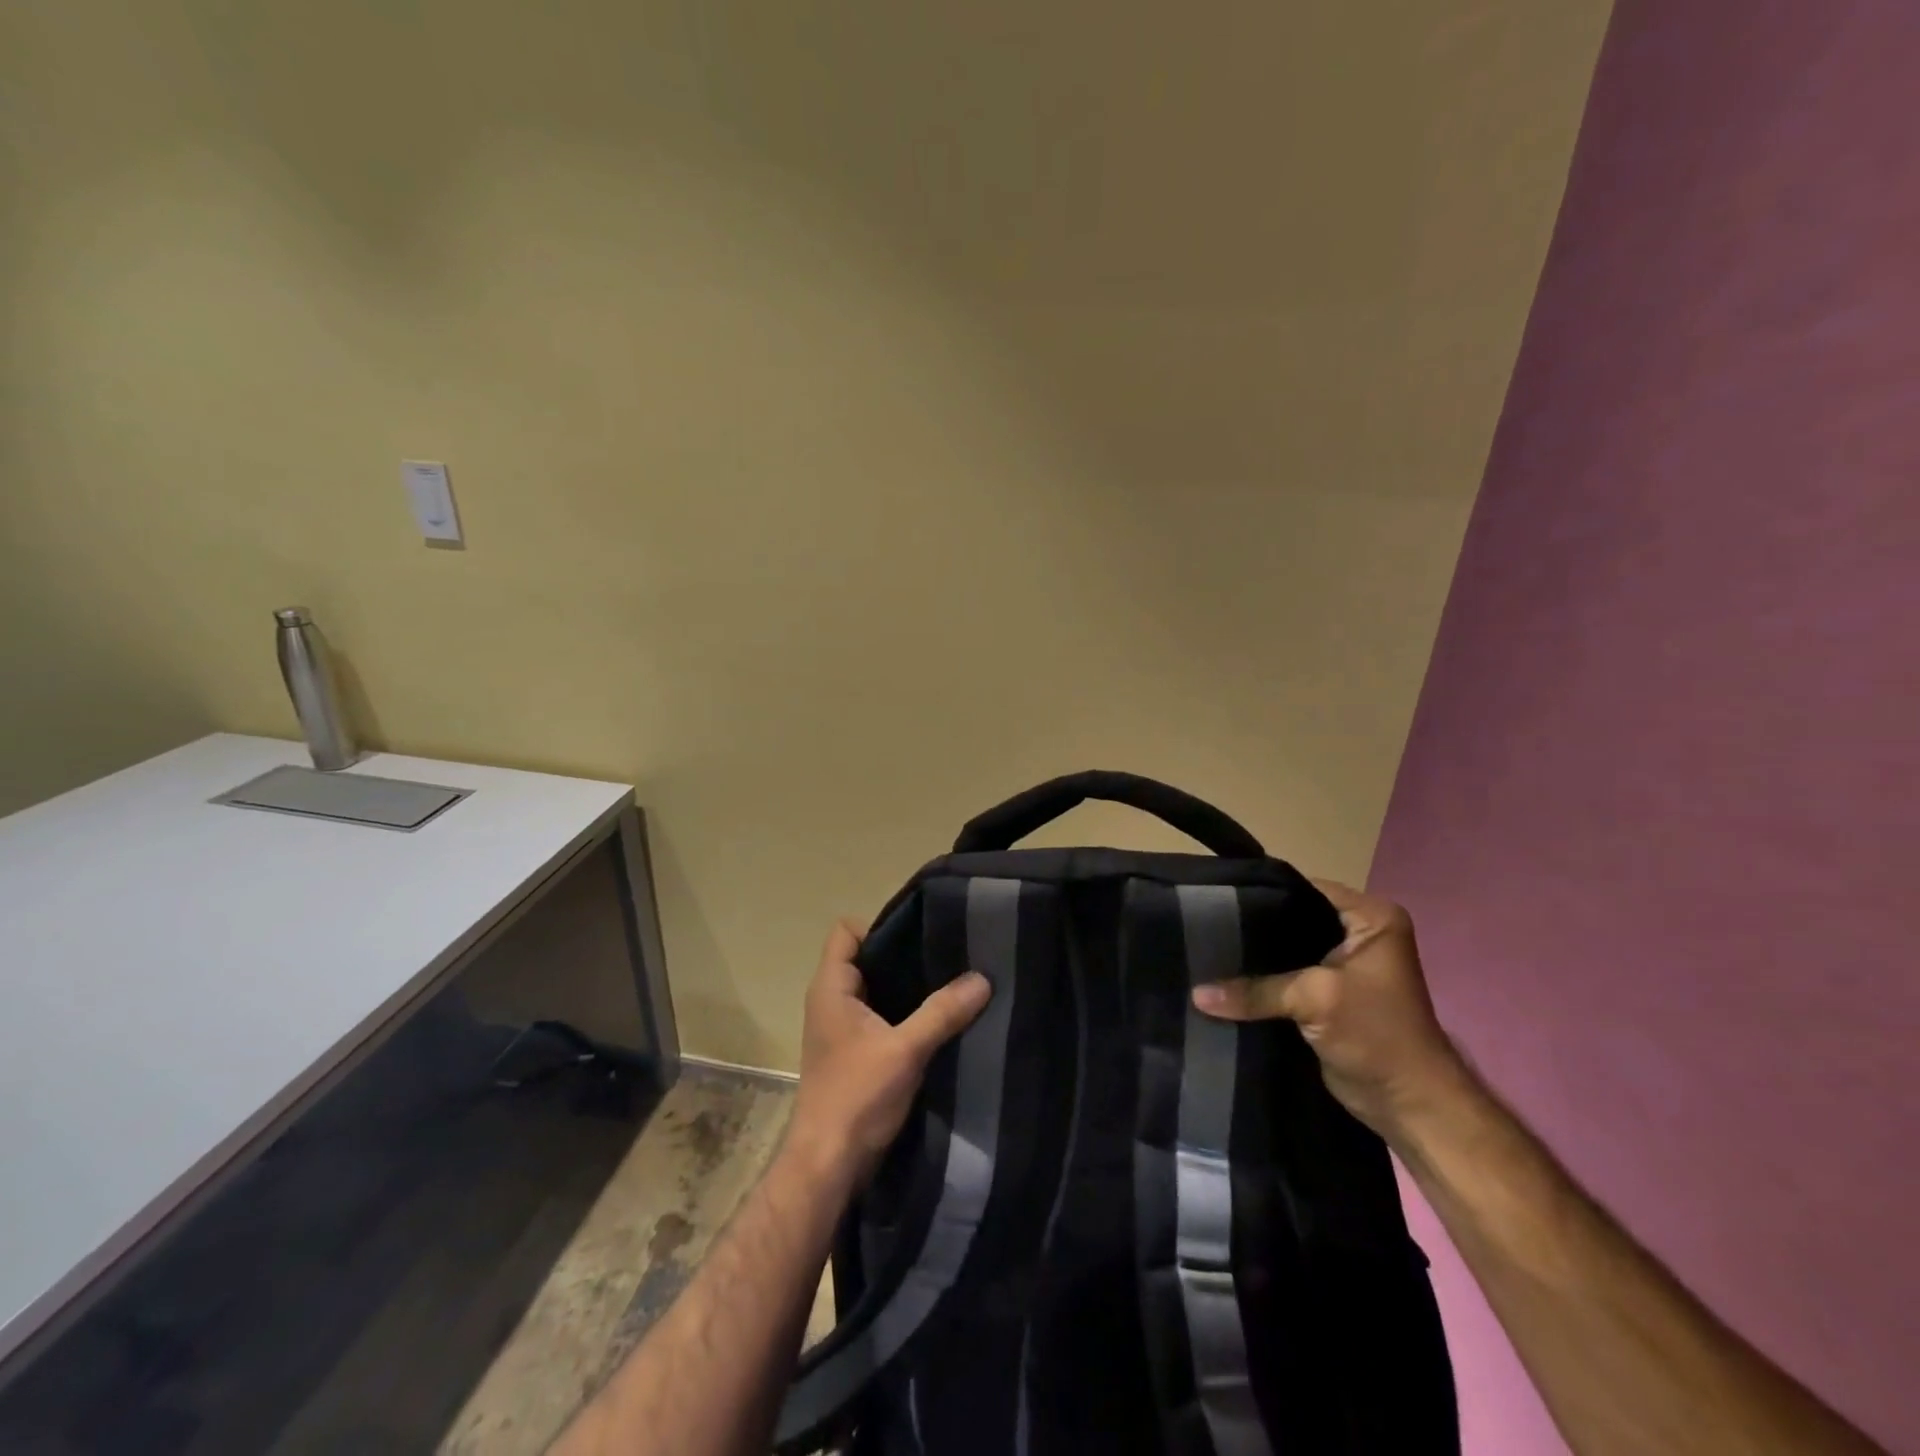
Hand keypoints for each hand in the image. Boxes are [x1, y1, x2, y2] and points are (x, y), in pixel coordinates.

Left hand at [786, 921, 991, 1187]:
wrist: (828, 1165)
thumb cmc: (857, 1097)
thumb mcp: (905, 1050)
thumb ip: (942, 1012)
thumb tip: (982, 979)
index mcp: (831, 987)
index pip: (846, 931)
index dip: (880, 925)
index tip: (921, 934)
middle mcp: (831, 1000)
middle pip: (865, 957)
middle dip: (904, 955)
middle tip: (948, 954)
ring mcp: (841, 1028)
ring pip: (876, 989)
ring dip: (908, 987)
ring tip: (951, 982)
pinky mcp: (854, 1052)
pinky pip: (881, 1016)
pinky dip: (905, 1013)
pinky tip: (938, 1020)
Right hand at [1191, 879, 1468, 1139]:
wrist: (1409, 1105)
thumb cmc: (1377, 1035)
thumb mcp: (1315, 1000)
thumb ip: (1256, 990)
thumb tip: (1196, 995)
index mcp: (1371, 918)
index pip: (1304, 889)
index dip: (1262, 892)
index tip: (1214, 897)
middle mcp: (1358, 934)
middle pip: (1291, 919)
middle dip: (1252, 928)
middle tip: (1202, 926)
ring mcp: (1341, 966)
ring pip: (1285, 951)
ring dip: (1254, 959)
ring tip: (1205, 950)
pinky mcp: (1326, 995)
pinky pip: (1284, 977)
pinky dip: (1260, 982)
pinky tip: (1224, 979)